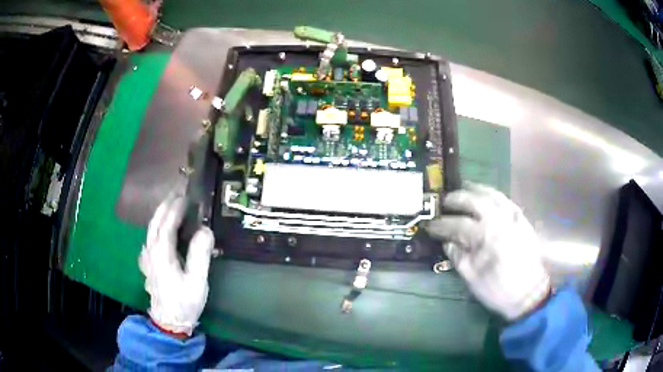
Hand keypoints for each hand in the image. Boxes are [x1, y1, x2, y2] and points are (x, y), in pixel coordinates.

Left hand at [139, 195, 214, 335]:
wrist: (169, 322)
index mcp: (162, 253)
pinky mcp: (148, 264)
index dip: (176, 208)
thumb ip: (199, 255)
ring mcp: (147, 258)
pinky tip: (160, 230)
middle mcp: (151, 251)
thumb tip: (205, 230)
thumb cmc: (184, 302)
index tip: (186, 196)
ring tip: (170, 204)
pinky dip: (155, 228)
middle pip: (155, 222)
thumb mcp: (197, 281)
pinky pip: (150, 239)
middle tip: (177, 192)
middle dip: (165, 205)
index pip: (167, 224)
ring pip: (150, 229)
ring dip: (160, 214)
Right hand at [427, 183, 549, 320]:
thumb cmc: (498, 289)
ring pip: (492, 195)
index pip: (457, 224)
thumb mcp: (472, 278)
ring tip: (464, 188)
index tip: (430, 226)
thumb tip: (447, 242)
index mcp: (485, 237)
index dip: (441, 225)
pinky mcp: (522, 219)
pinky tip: (488, 196)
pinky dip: (494, 195)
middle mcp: (499, 220)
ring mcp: (513, 217)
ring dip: (476, 190)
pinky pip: (506, 200)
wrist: (529, 293)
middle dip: (457, 198)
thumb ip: (458, 257)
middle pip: (474, 201)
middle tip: (445, 201)